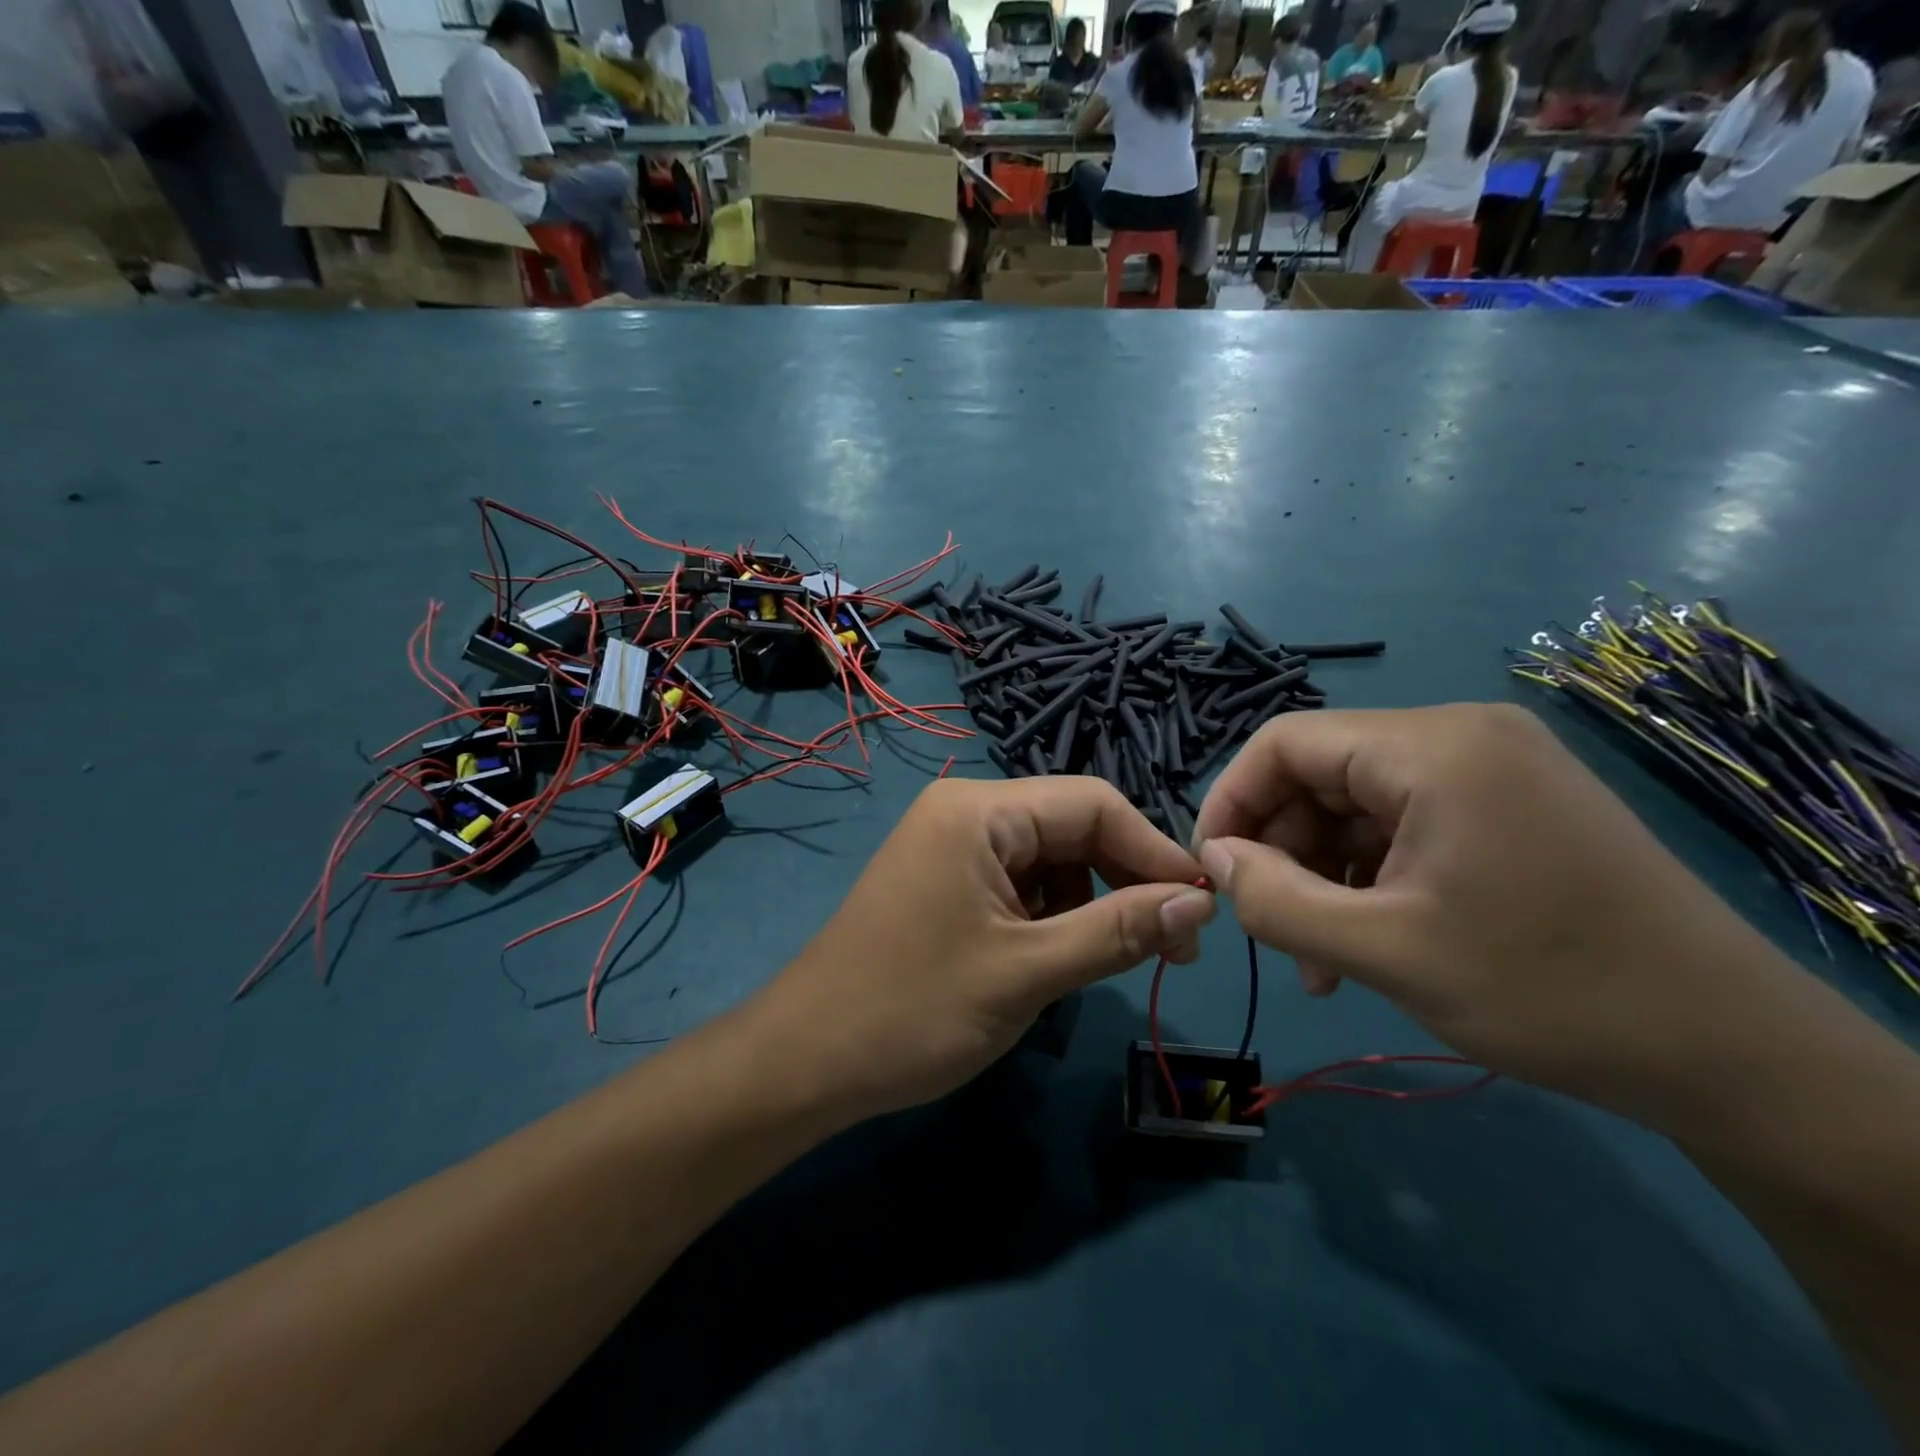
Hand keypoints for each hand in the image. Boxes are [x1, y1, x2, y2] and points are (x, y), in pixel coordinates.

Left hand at [747, 777, 1213, 1125]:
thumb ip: (1118, 930)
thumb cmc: (914, 1011)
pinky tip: (1054, 960)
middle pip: (1071, 828)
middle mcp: (965, 812)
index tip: (1201, 909)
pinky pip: (1018, 884)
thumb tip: (1199, 902)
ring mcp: (951, 846)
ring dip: (1089, 904)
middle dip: (1124, 881)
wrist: (807, 1061)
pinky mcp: (945, 881)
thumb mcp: (1028, 972)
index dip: (1154, 851)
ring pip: (1049, 860)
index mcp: (979, 810)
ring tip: (1110, 960)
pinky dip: (1051, 917)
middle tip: (1172, 948)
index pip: (1092, 804)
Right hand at [1193, 704, 1806, 1118]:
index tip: (1214, 872)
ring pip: (1358, 805)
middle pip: (1322, 773)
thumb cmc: (1546, 990)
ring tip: (1319, 958)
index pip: (1285, 742)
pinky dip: (1370, 876)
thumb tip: (1215, 860)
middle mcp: (1460, 735)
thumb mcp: (1384, 953)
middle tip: (1273, 930)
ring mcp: (1492, 768)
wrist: (1733, 1052)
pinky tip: (1366, 942)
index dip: (1232, 801)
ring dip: (1323, 874)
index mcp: (1431, 748)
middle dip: (1282, 850)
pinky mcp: (1510, 804)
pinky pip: (1405, 824)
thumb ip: (1276, 901)